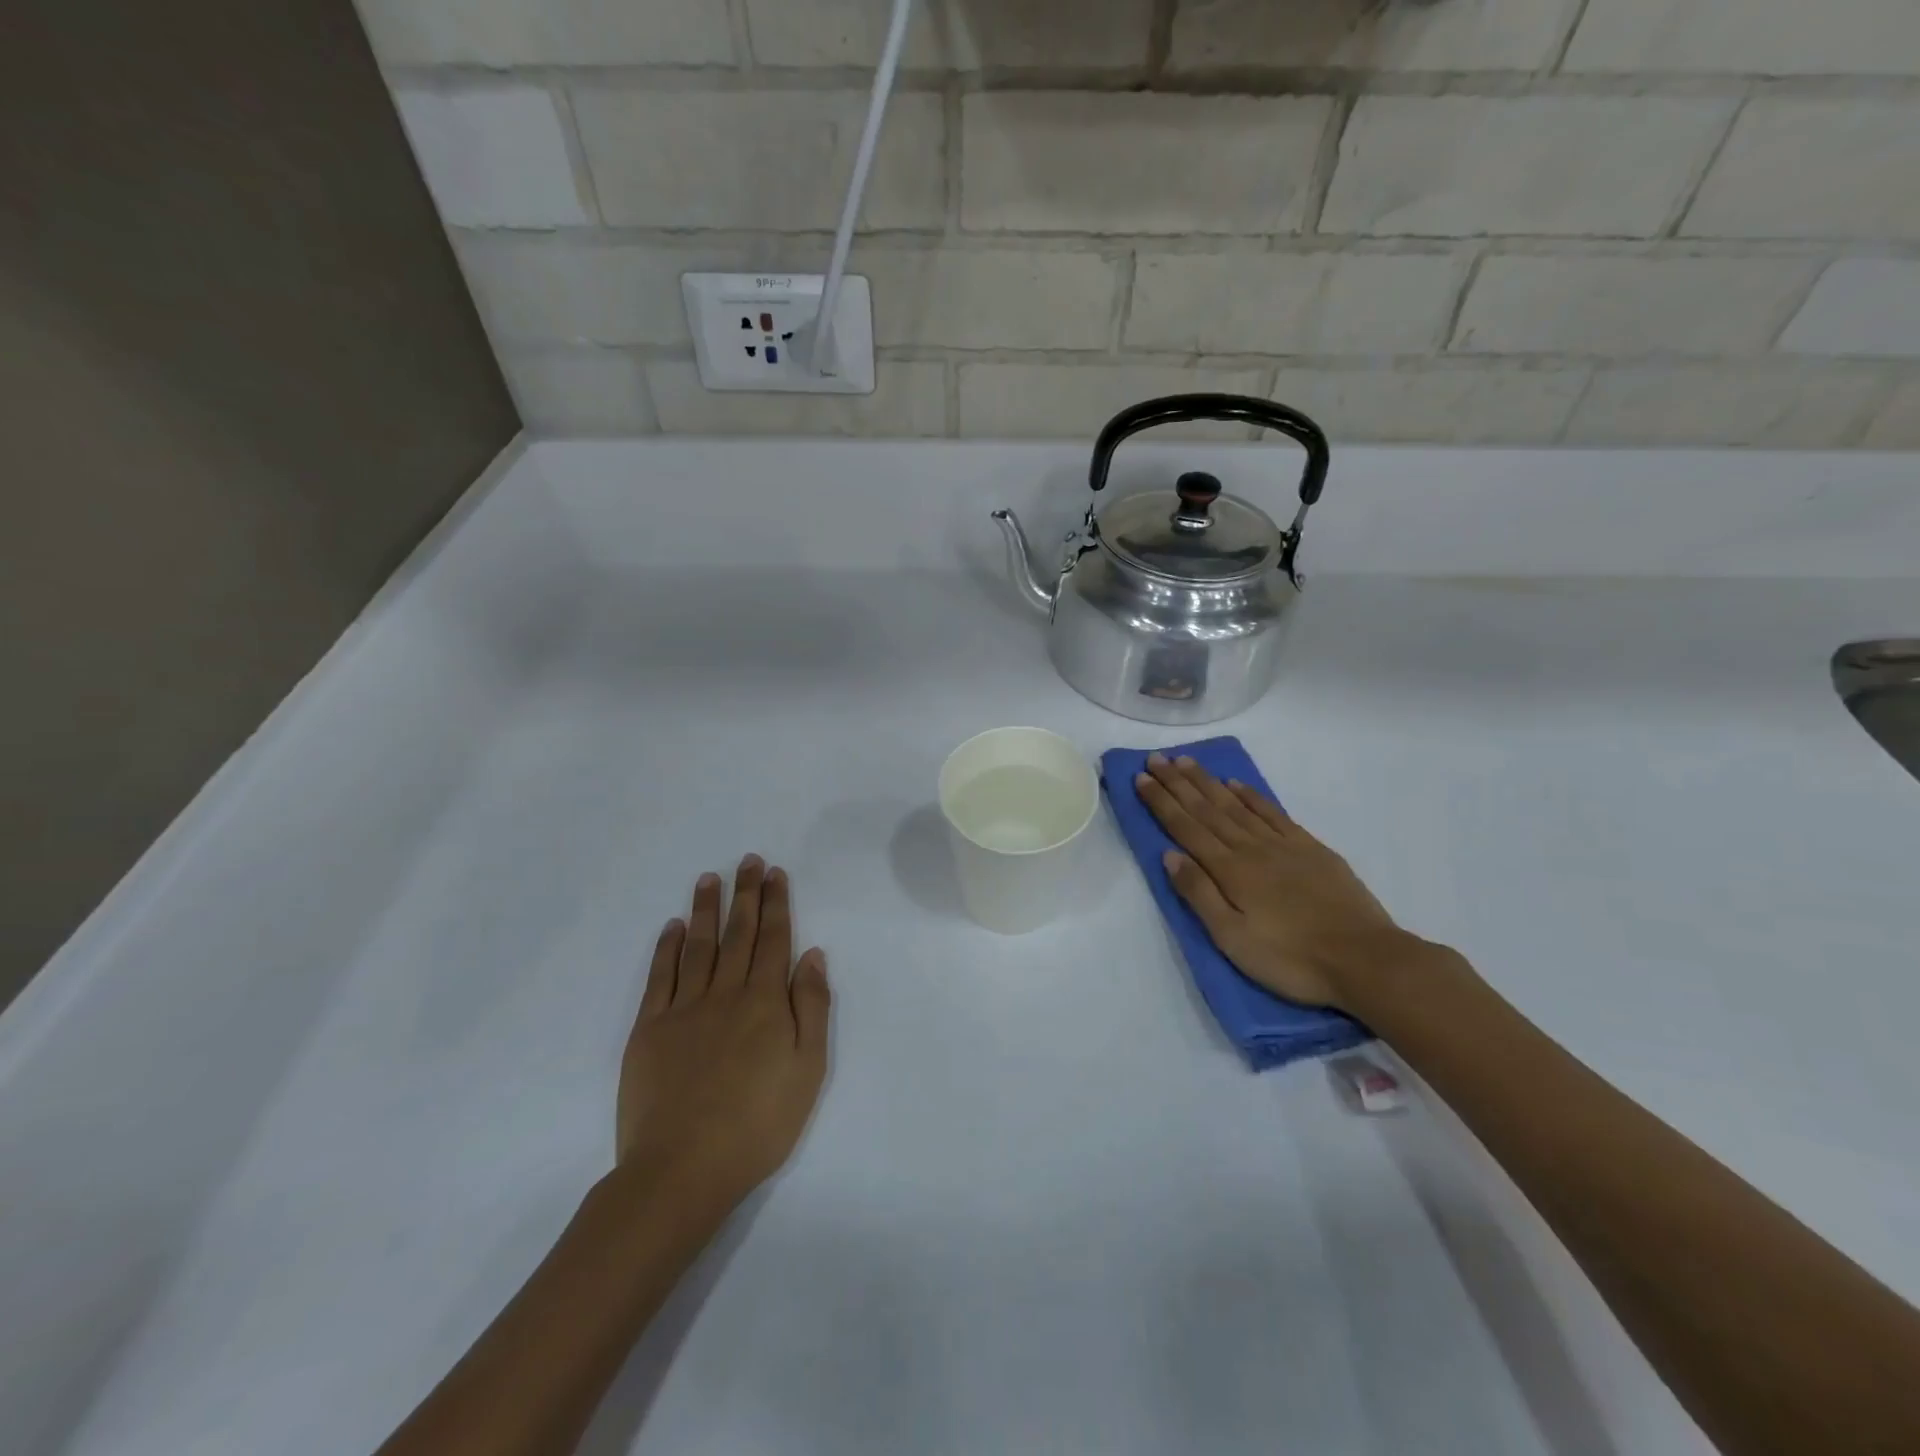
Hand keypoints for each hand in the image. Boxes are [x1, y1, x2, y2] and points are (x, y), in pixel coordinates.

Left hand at [617, 856, 830, 1215]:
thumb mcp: (808, 1069)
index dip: (776, 904)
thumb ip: (812, 1007)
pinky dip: (666, 948)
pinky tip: (671, 927)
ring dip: (705, 909)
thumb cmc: (758, 1123)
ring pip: (697, 946)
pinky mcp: (649, 1029)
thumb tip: (812, 954)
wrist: (682, 1169)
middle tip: (748, 860)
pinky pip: (660, 977)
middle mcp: (725, 993)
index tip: (774, 873)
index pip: (774, 939)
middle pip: (738, 933)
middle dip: (746, 894)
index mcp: (765, 1002)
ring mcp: (683, 1009)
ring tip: (709, 878)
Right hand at [1134, 753, 1424, 1010]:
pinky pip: (1272, 813)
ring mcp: (1283, 845)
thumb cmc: (1291, 958)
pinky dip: (1251, 796)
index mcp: (1229, 870)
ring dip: (1208, 782)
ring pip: (1236, 805)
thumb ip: (1199, 894)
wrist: (1365, 959)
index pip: (1186, 828)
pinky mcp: (1310, 849)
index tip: (1141, 778)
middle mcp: (1251, 848)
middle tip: (1156, 758)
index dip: (1161, 802)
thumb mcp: (1233, 939)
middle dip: (1178, 783)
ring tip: (1187, 761)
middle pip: (1207, 809)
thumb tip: (1169, 856)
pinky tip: (1237, 785)